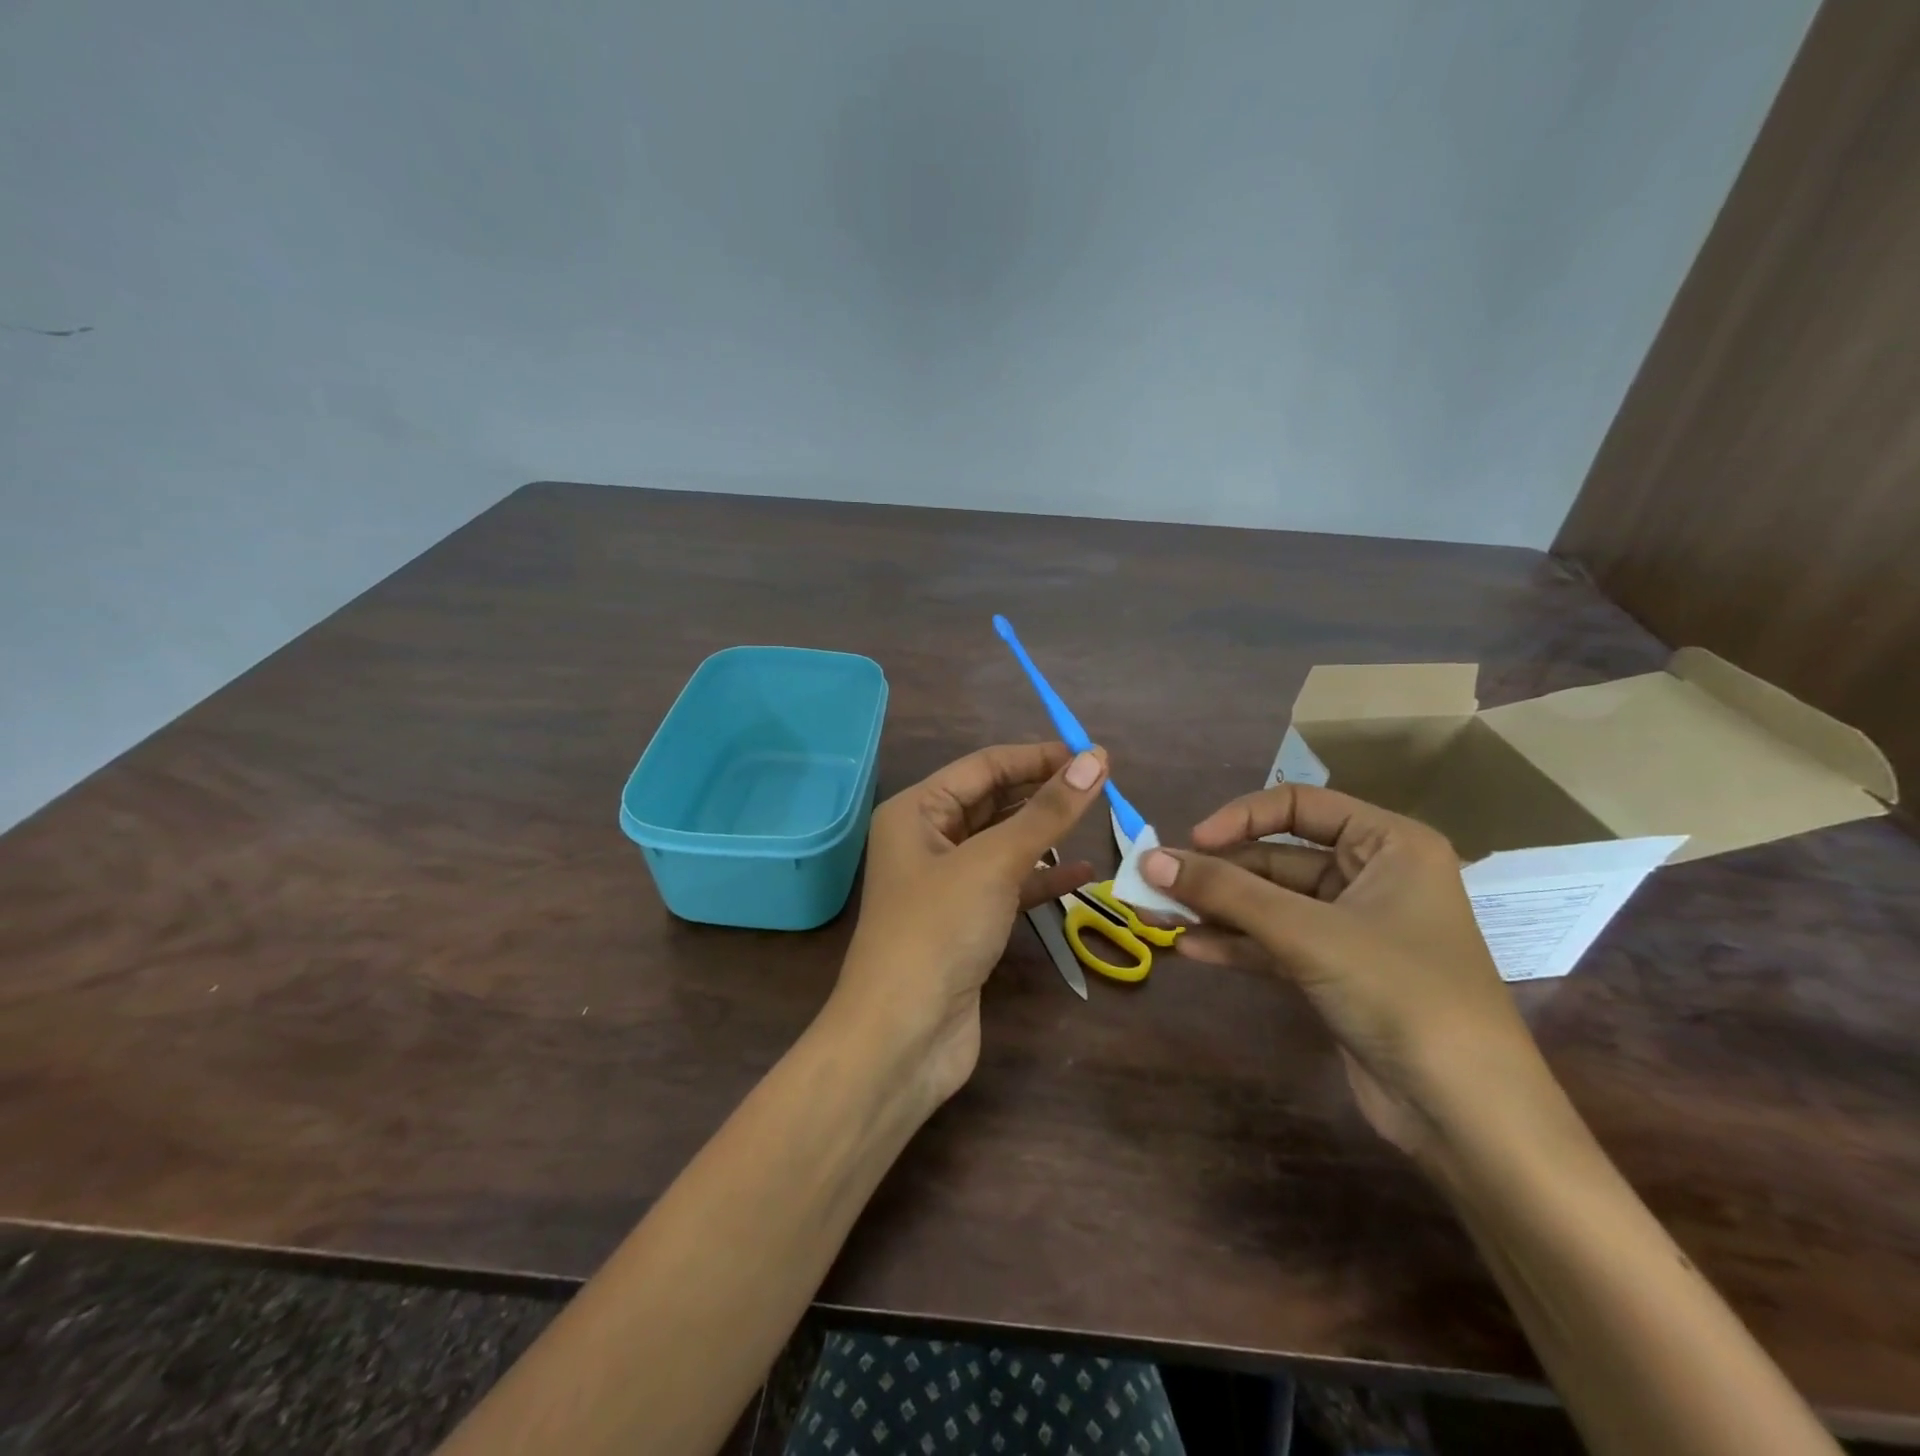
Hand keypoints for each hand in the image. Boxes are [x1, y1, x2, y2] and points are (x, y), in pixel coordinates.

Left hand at [836, 743, 1108, 1106]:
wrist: (904, 1036)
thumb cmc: (938, 931)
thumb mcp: (993, 863)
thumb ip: (1046, 813)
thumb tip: (1095, 760)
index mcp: (916, 811)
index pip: (983, 766)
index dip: (1037, 756)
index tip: (1092, 754)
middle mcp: (927, 840)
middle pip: (993, 801)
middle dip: (1043, 791)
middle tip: (1102, 783)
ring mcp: (947, 884)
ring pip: (1004, 843)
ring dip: (1047, 833)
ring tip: (1098, 817)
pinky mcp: (967, 922)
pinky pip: (1010, 885)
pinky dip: (1044, 878)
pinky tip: (1085, 874)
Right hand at [1141, 785, 1548, 1159]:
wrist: (1467, 1116)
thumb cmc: (1400, 993)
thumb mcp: (1307, 933)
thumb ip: (1225, 892)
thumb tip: (1148, 859)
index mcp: (1388, 844)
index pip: (1299, 805)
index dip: (1240, 818)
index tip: (1192, 842)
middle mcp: (1372, 876)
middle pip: (1276, 859)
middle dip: (1216, 873)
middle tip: (1154, 885)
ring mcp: (1353, 928)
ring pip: (1270, 904)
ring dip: (1217, 909)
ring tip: (1157, 915)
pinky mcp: (1336, 972)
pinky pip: (1275, 943)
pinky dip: (1235, 943)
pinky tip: (1190, 949)